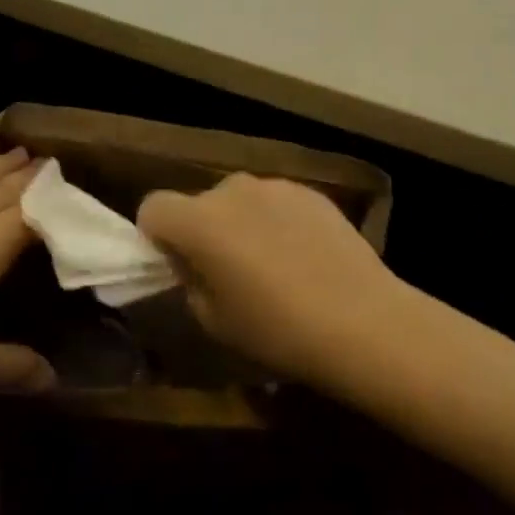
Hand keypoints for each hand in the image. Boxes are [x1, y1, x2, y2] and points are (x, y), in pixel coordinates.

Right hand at [138, 174, 410, 387]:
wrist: (362, 320)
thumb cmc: (277, 329)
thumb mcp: (214, 320)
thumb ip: (191, 281)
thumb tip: (194, 263)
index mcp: (198, 220)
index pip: (152, 207)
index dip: (157, 236)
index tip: (177, 265)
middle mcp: (231, 189)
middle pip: (199, 203)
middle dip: (202, 230)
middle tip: (226, 271)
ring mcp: (275, 185)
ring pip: (240, 201)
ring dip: (241, 223)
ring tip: (271, 265)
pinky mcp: (310, 191)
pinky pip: (276, 203)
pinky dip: (277, 222)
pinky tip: (303, 257)